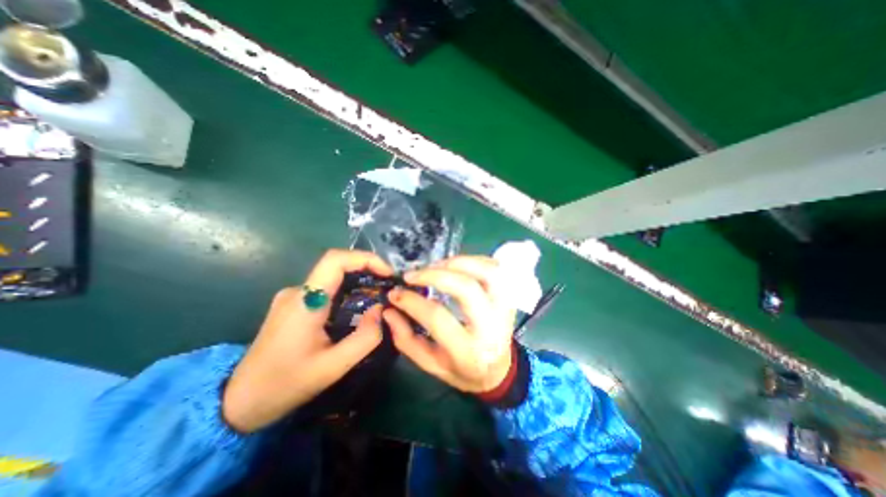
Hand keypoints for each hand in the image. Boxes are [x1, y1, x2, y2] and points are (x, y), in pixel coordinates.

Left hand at [222, 251, 389, 432]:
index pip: (335, 260)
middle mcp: (297, 291)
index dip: (366, 258)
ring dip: (359, 281)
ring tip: (379, 296)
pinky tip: (358, 307)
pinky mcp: (294, 304)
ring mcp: (293, 296)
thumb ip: (365, 337)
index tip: (388, 272)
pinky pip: (326, 288)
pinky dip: (348, 290)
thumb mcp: (333, 367)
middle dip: (367, 269)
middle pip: (337, 265)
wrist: (238, 403)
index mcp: (305, 302)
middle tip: (389, 285)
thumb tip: (381, 310)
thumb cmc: (285, 385)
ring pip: (333, 277)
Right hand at [383, 257, 520, 393]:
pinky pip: (495, 268)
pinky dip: (474, 260)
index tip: (395, 293)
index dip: (412, 302)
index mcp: (468, 351)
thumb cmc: (462, 370)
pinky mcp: (509, 296)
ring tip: (435, 266)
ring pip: (486, 272)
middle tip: (412, 275)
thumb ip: (407, 339)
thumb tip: (389, 310)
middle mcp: (491, 326)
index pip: (437, 317)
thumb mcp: (431, 364)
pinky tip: (456, 265)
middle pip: (466, 288)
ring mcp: (504, 308)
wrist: (498, 370)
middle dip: (434, 275)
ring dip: (457, 263)